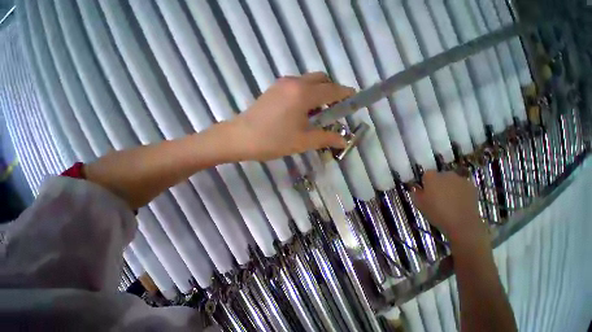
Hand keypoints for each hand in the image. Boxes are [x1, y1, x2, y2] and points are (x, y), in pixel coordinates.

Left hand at [228, 72, 353, 160]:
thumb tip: (343, 141)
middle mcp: (294, 82)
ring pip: (309, 82)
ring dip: (318, 94)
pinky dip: (306, 94)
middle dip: (332, 92)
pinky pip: (297, 86)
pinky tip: (302, 112)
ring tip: (317, 115)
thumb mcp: (303, 141)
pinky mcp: (274, 89)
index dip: (346, 95)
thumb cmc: (273, 141)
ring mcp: (282, 84)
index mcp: (304, 94)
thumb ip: (326, 138)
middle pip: (322, 79)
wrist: (240, 137)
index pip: (333, 90)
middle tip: (334, 111)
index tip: (354, 100)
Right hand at [411, 171, 487, 245]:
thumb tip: (417, 188)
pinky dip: (460, 192)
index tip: (424, 191)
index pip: (425, 174)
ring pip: (452, 181)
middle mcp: (446, 174)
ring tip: (448, 201)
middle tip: (436, 196)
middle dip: (438, 183)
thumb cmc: (436, 212)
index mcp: (431, 176)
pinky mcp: (472, 187)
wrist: (462, 224)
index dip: (425, 182)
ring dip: (449, 187)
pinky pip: (462, 187)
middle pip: (440, 176)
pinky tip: (458, 203)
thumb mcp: (419, 203)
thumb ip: (416, 192)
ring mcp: (461, 180)